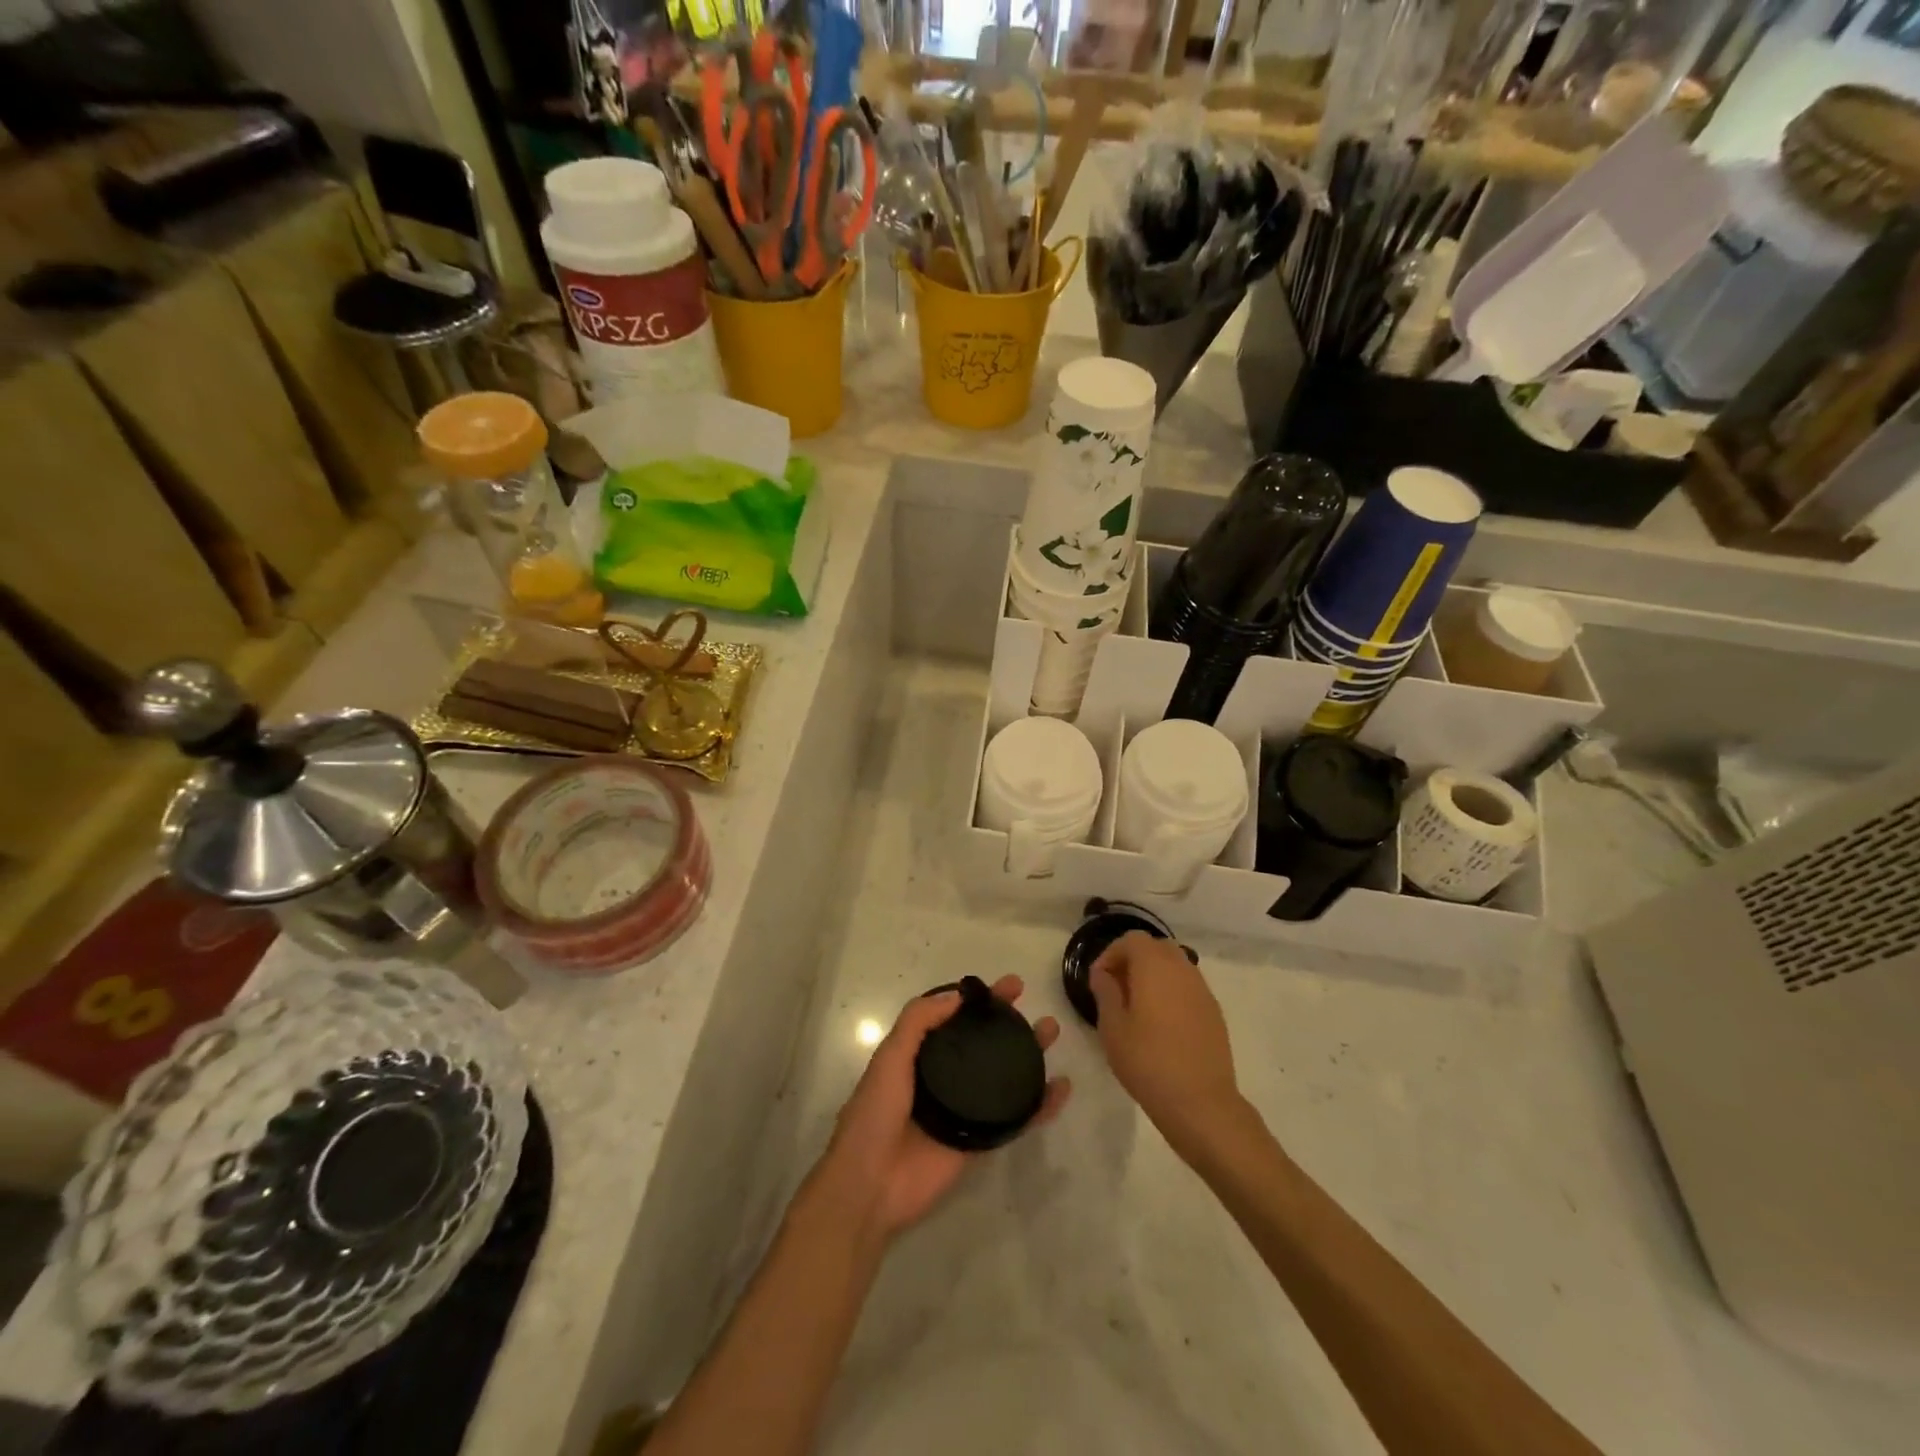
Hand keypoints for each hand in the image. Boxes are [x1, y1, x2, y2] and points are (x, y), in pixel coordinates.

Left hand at [817, 975, 1069, 1241]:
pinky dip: (1040, 1104)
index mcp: (919, 1055)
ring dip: (1028, 1054)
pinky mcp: (981, 1141)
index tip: (1007, 986)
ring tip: (1052, 1032)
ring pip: (1003, 1075)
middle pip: (983, 1043)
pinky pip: (1016, 1118)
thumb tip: (958, 996)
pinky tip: (1061, 1088)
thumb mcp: (890, 1057)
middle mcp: (944, 1078)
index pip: (955, 1018)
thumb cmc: (876, 1113)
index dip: (979, 1001)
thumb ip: (919, 1022)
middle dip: (1007, 1022)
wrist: (872, 1183)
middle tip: (1033, 1005)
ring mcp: (965, 1109)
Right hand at [1090, 933, 1242, 1147]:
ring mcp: (1202, 990)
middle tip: (1117, 989)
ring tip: (1138, 1007)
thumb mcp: (1112, 1028)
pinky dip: (1172, 992)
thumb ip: (1105, 992)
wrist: (1201, 1103)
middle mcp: (1182, 969)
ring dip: (1154, 975)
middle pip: (1156, 947)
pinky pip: (1188, 987)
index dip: (1111, 954)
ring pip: (1175, 965)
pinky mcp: (1214, 1011)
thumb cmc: (1148, 1062)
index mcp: (1154, 966)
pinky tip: (1162, 1024)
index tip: (1099, 980)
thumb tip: (1103, 974)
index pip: (1131, 940)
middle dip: (1133, 960)